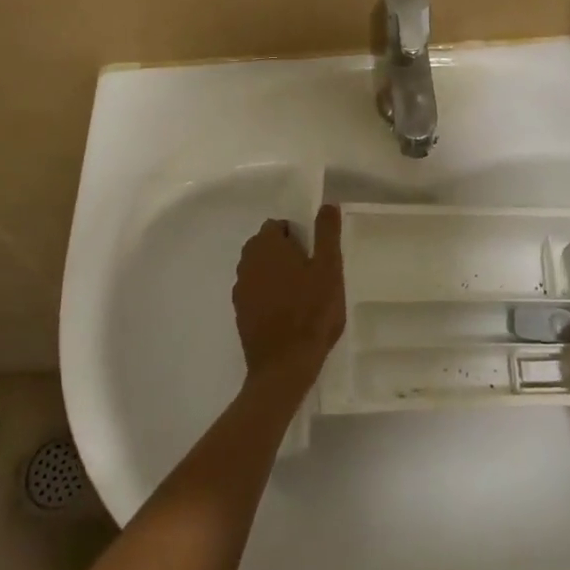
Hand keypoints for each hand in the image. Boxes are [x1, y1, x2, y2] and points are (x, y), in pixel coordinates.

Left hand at [233, 205, 345, 393]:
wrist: (285, 366)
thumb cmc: (312, 312)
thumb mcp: (329, 268)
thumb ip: (327, 233)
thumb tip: (327, 203)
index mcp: (267, 246)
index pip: (277, 226)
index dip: (297, 235)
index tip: (315, 254)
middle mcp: (247, 262)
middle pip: (265, 245)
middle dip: (285, 252)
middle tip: (311, 273)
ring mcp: (241, 289)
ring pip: (259, 269)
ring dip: (276, 273)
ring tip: (301, 293)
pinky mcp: (240, 313)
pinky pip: (255, 291)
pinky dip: (268, 294)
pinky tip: (287, 312)